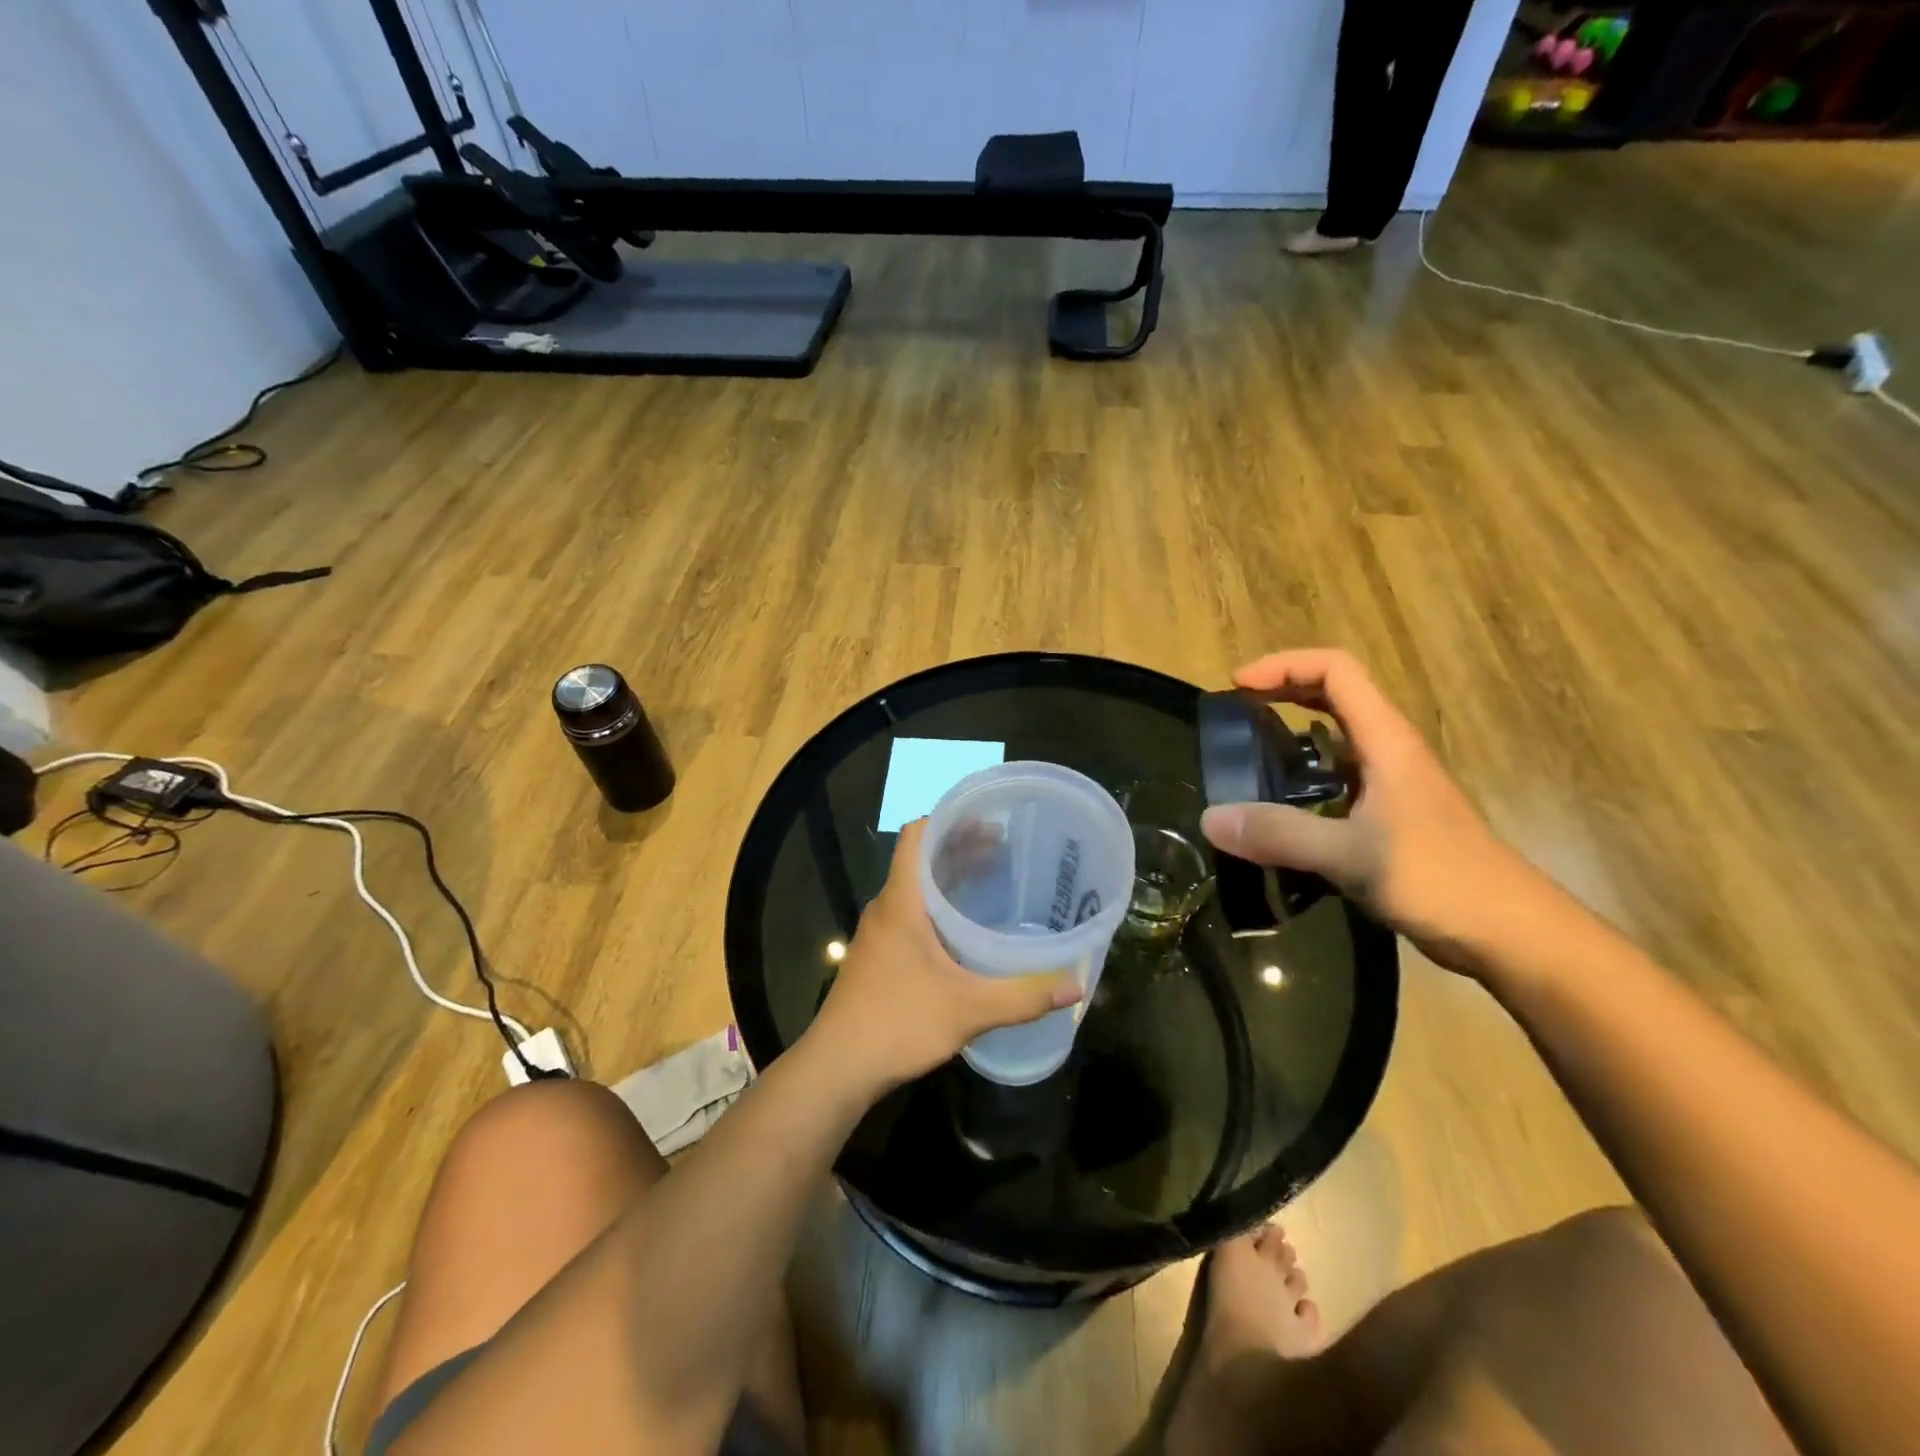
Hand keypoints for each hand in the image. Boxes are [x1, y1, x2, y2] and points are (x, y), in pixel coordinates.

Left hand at [809, 819, 1081, 1090]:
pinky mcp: (878, 955)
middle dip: (960, 848)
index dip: (949, 819)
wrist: (837, 1067)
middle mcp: (886, 907)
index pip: (917, 835)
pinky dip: (939, 906)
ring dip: (949, 878)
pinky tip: (965, 929)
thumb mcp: (967, 1009)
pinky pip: (911, 913)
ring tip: (991, 878)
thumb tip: (1075, 988)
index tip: (988, 819)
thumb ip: (1022, 996)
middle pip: (921, 859)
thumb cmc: (898, 1023)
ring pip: (916, 888)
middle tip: (1004, 848)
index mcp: (901, 901)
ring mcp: (879, 932)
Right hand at [1198, 649, 1550, 973]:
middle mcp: (1390, 752)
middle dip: (1283, 690)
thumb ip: (1279, 834)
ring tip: (1248, 754)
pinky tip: (1280, 807)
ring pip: (1338, 737)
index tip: (1237, 686)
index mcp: (1386, 742)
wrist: (1510, 934)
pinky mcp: (1390, 816)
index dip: (1284, 666)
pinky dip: (1304, 774)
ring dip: (1293, 731)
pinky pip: (1338, 777)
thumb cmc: (1440, 880)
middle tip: (1235, 712)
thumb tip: (1210, 818)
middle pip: (1335, 694)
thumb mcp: (1351, 855)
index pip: (1336, 671)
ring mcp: (1392, 785)